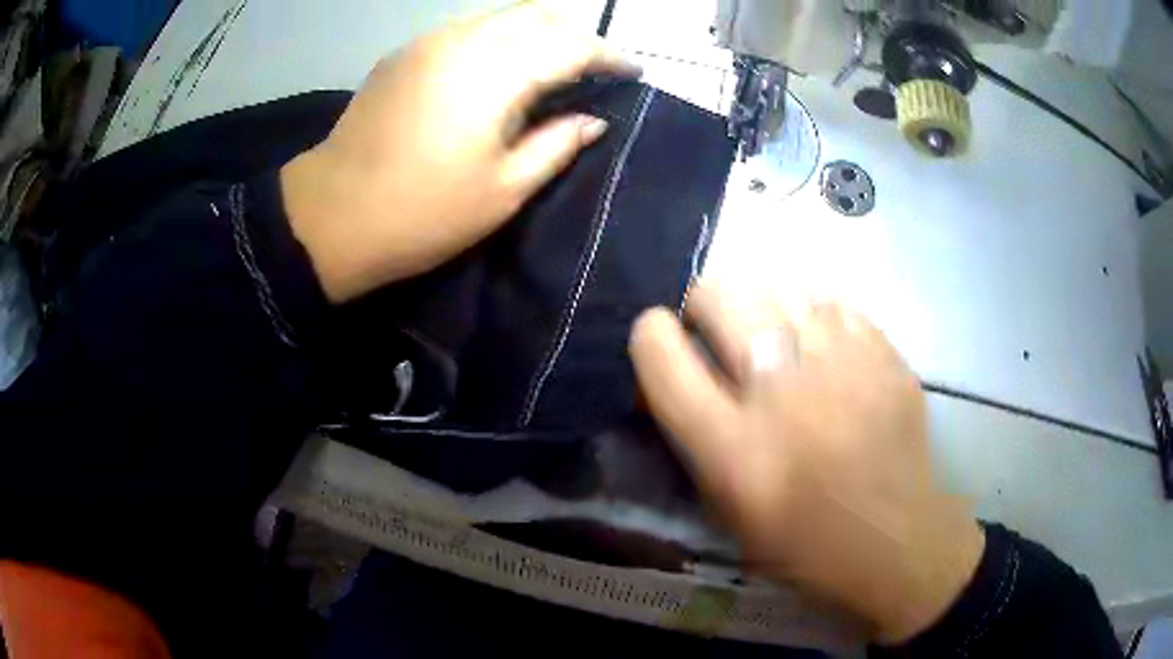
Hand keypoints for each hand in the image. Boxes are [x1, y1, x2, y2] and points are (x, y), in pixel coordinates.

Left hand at [280, 1, 639, 302]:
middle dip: (576, 35)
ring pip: (501, 15)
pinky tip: (501, 68)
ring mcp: (428, 42)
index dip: (609, 55)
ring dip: (538, 32)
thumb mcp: (502, 192)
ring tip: (553, 66)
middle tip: (595, 69)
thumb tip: (592, 119)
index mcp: (492, 75)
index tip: (632, 72)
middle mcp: (462, 41)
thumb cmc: (421, 214)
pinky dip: (500, 37)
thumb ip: (556, 145)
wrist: (329, 217)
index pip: (570, 44)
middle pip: (538, 14)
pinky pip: (468, 27)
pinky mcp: (404, 53)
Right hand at [630, 284, 984, 643]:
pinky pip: (831, 302)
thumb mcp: (726, 510)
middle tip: (717, 330)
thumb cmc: (803, 543)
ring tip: (774, 337)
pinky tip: (823, 347)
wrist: (895, 542)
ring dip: (762, 307)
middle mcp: (783, 392)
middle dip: (704, 303)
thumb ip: (694, 438)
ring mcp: (842, 364)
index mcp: (733, 447)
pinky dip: (814, 316)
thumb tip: (675, 374)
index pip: (661, 354)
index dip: (650, 335)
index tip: (661, 338)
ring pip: (778, 285)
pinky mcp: (884, 354)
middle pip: (720, 296)